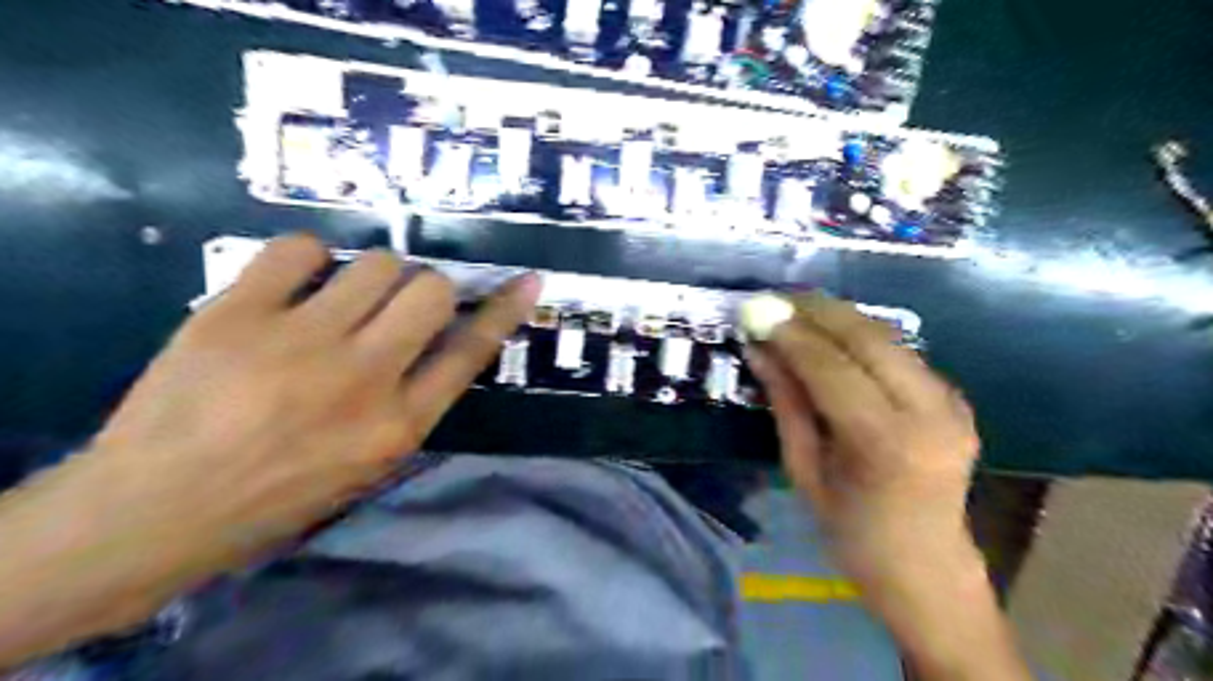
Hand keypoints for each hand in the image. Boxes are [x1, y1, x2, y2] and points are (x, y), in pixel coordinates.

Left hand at [86, 235, 539, 574]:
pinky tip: (297, 283)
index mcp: (398, 425)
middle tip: (399, 304)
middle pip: (431, 292)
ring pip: (377, 264)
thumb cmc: (278, 494)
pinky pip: (301, 249)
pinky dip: (310, 258)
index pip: (470, 352)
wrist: (155, 508)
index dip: (504, 311)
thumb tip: (444, 340)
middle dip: (428, 289)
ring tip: (343, 298)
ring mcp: (299, 342)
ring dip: (375, 275)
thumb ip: (416, 402)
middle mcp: (362, 378)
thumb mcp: (370, 465)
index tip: (528, 281)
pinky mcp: (237, 314)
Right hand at [745, 292, 979, 594]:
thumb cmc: (852, 533)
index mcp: (886, 444)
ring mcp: (951, 403)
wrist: (928, 569)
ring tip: (797, 308)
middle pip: (869, 338)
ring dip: (839, 316)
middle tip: (776, 298)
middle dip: (817, 310)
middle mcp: (929, 413)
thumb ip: (786, 404)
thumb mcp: (804, 471)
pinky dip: (861, 336)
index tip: (756, 311)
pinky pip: (901, 353)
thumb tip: (760, 350)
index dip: (791, 334)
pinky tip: (832, 335)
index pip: (832, 367)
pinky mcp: (956, 398)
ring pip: (888, 337)